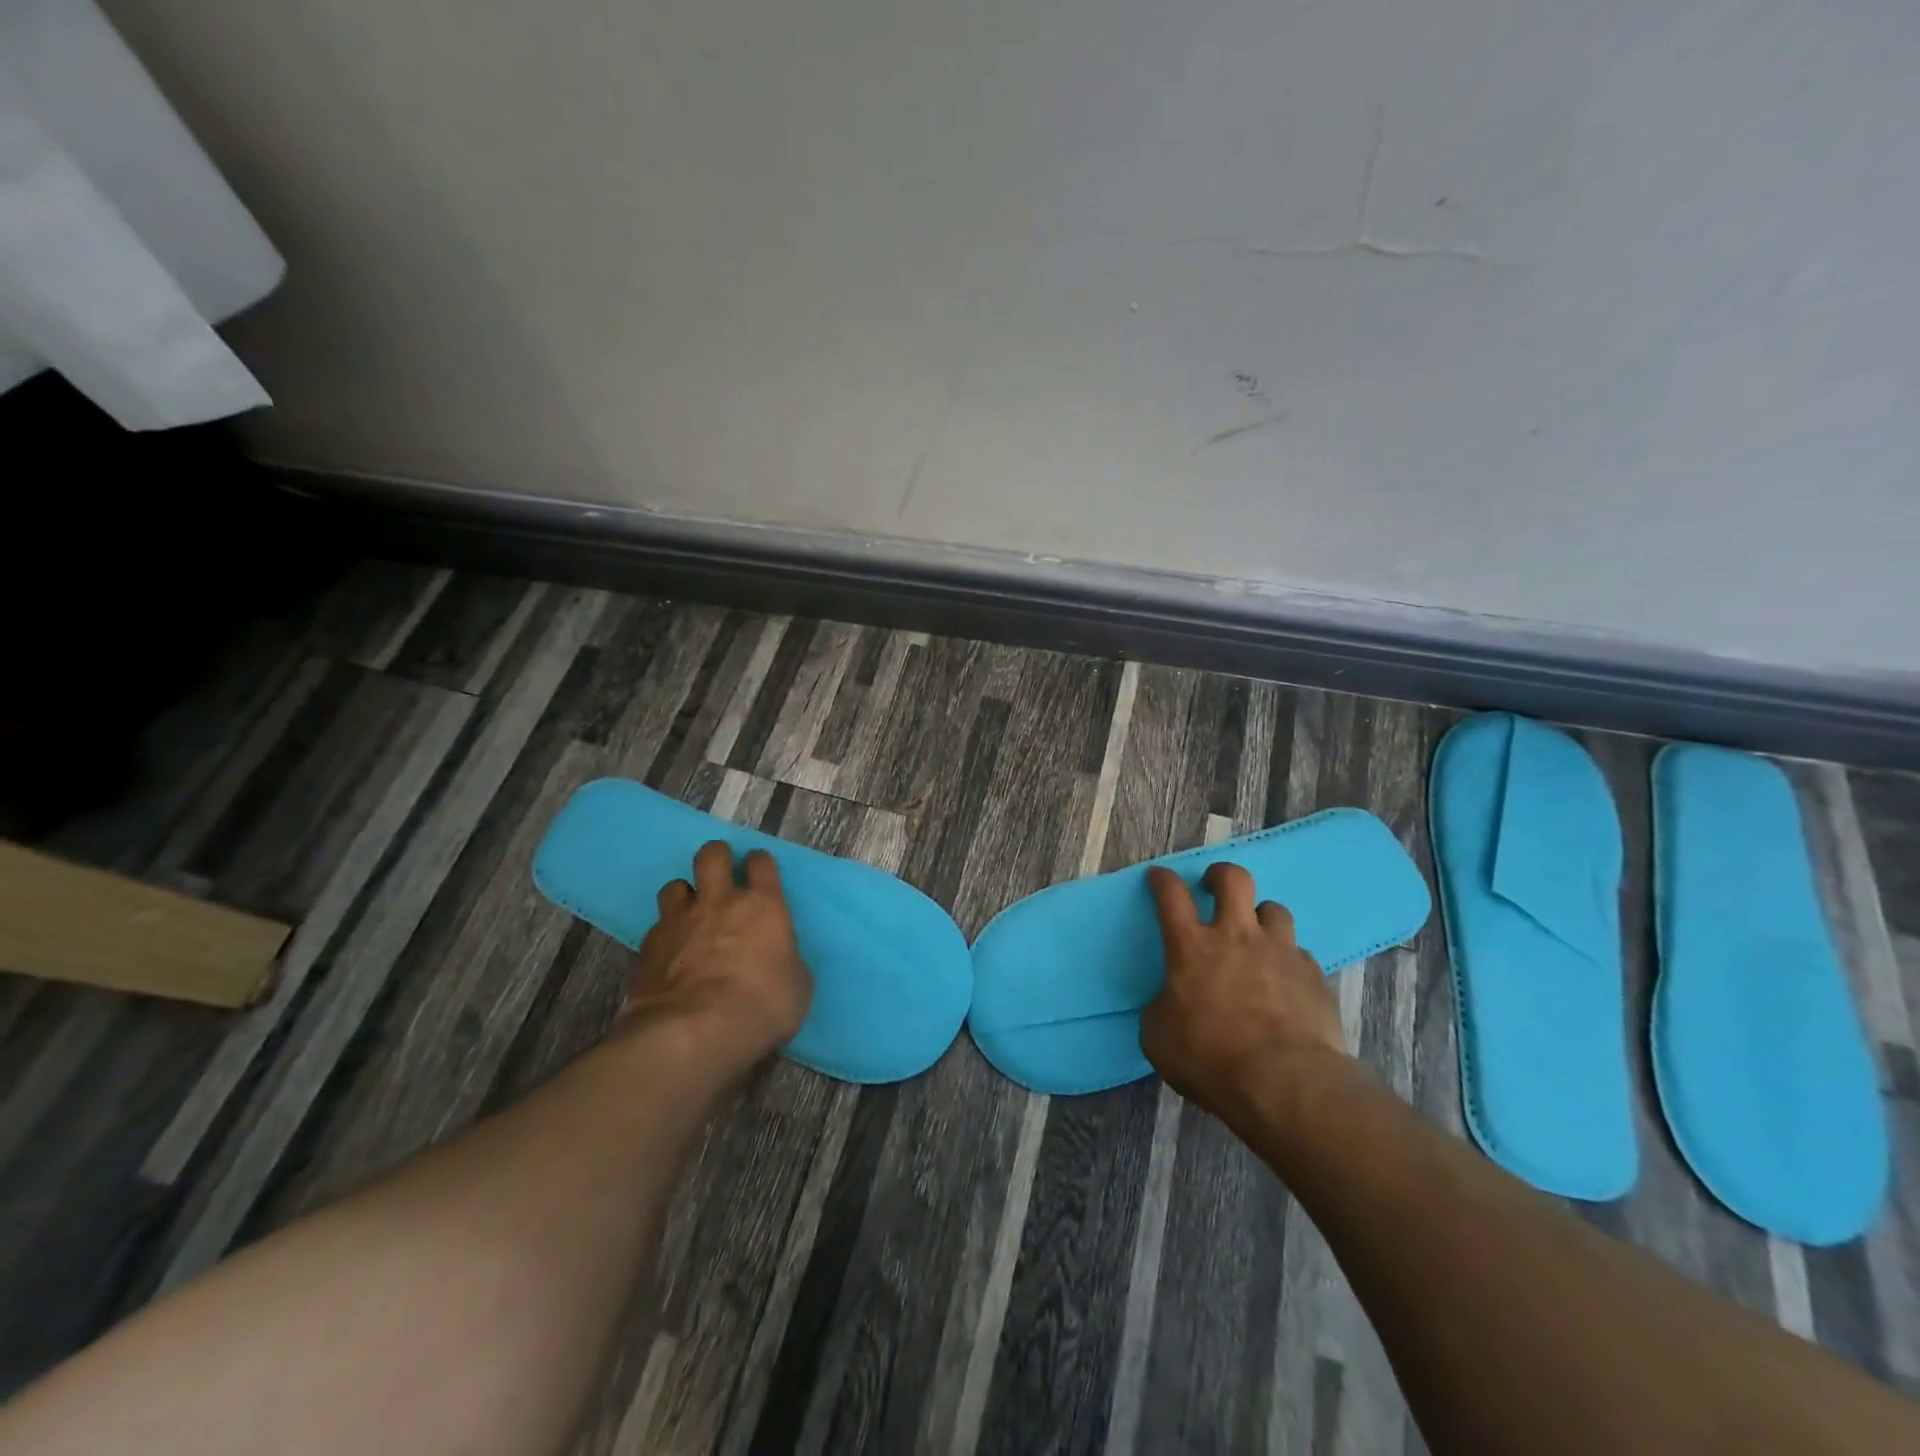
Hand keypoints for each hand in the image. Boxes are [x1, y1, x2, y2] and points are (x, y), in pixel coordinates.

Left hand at [621, 840, 813, 1074]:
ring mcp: (678, 922)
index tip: (759, 868)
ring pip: (674, 886)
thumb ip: (786, 961)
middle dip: (716, 856)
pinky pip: (656, 928)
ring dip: (684, 895)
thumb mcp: (797, 986)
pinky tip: (669, 955)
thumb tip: (778, 960)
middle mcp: (719, 902)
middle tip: (720, 870)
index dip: (759, 863)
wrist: (693, 1032)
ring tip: (689, 913)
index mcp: (763, 906)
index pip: (761, 864)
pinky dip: (664, 935)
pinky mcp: (647, 948)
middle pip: (711, 856)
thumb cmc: (761, 1006)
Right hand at [1141, 863, 1347, 1116]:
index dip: (1163, 880)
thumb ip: (1161, 1008)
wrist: (1285, 1083)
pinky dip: (1288, 960)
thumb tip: (1169, 1002)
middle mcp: (1237, 936)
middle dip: (1220, 875)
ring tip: (1257, 936)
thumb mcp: (1159, 1037)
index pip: (1172, 895)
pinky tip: (1285, 981)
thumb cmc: (1211, 1058)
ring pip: (1274, 909)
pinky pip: (1299, 953)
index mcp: (1192, 947)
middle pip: (1233, 879)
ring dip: (1261, 917)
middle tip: (1214, 887)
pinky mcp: (1314, 975)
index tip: (1159, 876)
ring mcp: (1280, 951)